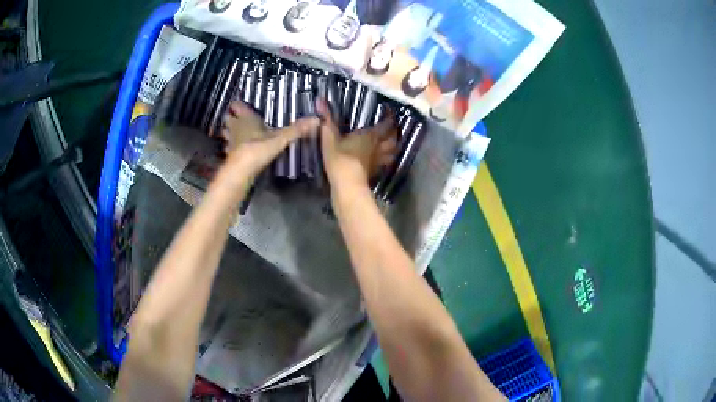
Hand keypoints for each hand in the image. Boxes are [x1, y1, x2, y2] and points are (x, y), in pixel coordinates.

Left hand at [218, 101, 318, 184]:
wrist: (241, 172)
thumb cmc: (258, 149)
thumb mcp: (281, 138)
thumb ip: (296, 129)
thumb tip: (316, 119)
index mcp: (247, 119)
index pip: (238, 106)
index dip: (238, 104)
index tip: (240, 102)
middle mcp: (236, 128)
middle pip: (229, 118)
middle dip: (231, 117)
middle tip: (237, 116)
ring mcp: (231, 142)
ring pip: (226, 132)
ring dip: (228, 132)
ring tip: (234, 131)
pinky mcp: (230, 156)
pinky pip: (228, 148)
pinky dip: (230, 147)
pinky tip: (235, 150)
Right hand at [316, 98, 397, 189]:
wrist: (347, 186)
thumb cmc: (340, 160)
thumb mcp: (330, 139)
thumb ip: (327, 121)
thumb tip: (320, 100)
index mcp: (370, 136)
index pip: (386, 124)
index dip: (390, 117)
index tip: (389, 111)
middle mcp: (378, 147)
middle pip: (393, 138)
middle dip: (394, 131)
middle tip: (392, 126)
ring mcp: (378, 160)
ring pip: (391, 151)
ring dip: (393, 145)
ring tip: (391, 141)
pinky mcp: (375, 172)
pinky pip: (384, 162)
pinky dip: (385, 159)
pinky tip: (381, 158)